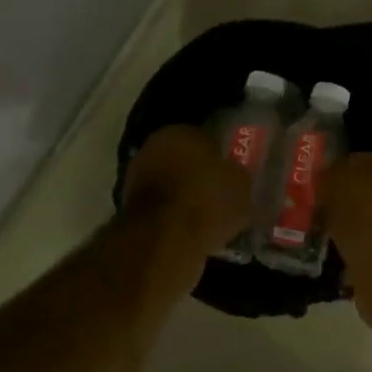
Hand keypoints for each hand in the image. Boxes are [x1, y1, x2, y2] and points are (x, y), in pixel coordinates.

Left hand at [121, 125, 253, 254]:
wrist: (164, 240)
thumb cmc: (207, 201)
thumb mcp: (241, 187)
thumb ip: (241, 176)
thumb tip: (240, 176)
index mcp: (182, 131)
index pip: (207, 137)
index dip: (223, 155)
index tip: (234, 173)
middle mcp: (154, 146)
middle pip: (186, 159)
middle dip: (201, 174)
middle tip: (223, 194)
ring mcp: (137, 176)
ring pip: (172, 182)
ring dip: (186, 195)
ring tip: (209, 216)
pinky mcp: (129, 206)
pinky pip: (162, 206)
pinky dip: (174, 214)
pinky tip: (191, 229)